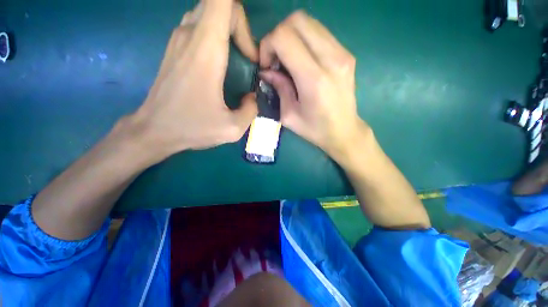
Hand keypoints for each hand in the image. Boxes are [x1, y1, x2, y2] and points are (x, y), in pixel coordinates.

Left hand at [131, 0, 257, 159]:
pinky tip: (222, 63)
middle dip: (240, 27)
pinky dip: (216, 36)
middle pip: (219, 5)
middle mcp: (189, 35)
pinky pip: (199, 26)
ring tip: (238, 60)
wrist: (154, 129)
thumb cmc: (193, 127)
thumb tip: (253, 96)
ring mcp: (178, 39)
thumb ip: (251, 109)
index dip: (241, 16)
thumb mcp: (232, 128)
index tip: (250, 49)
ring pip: (209, 14)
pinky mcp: (174, 47)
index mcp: (206, 50)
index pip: (223, 1)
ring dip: (229, 31)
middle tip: (248, 58)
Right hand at [258, 11, 362, 158]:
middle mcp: (331, 59)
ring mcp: (342, 53)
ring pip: (309, 22)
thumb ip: (278, 88)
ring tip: (287, 61)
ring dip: (291, 36)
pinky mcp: (346, 53)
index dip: (268, 45)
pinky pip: (319, 33)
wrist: (344, 131)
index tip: (267, 65)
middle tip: (276, 60)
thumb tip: (266, 71)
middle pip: (297, 20)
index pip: (284, 37)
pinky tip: (301, 60)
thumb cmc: (315, 129)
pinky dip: (304, 40)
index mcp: (314, 79)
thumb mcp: (289, 116)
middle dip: (278, 35)